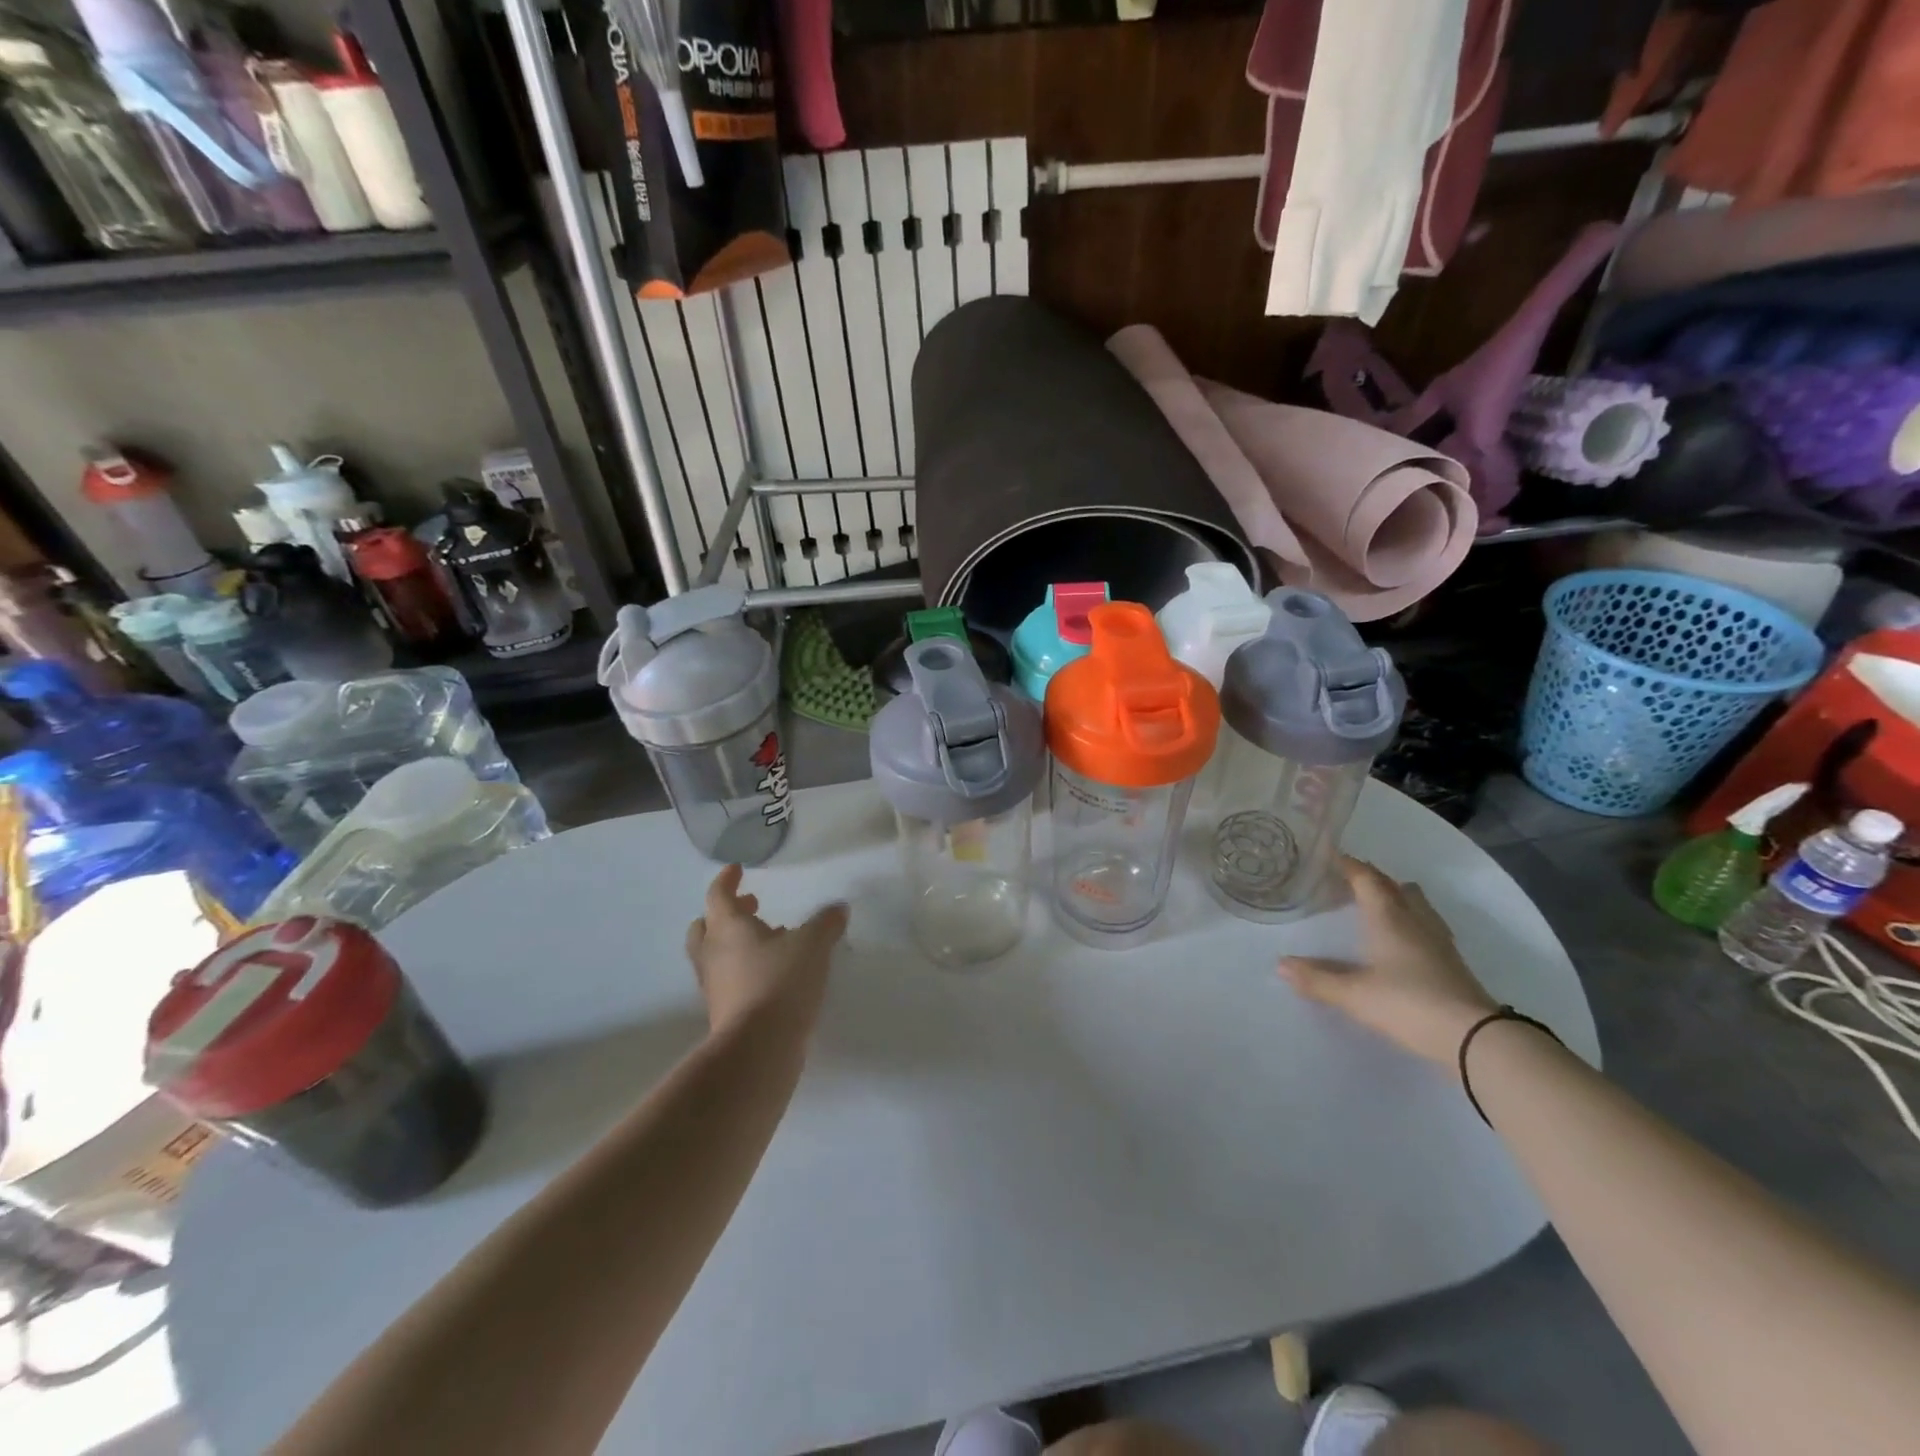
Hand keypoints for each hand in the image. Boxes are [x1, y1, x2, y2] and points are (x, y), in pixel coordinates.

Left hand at [684, 865, 849, 1036]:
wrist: (759, 1048)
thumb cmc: (780, 982)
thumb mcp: (813, 945)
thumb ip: (825, 923)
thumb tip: (838, 908)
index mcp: (727, 927)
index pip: (719, 894)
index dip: (727, 880)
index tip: (737, 869)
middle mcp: (713, 953)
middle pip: (706, 926)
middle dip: (726, 914)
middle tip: (752, 907)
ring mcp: (714, 986)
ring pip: (715, 955)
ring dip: (736, 943)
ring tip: (770, 941)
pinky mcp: (723, 1012)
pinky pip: (728, 980)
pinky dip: (744, 969)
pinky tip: (773, 973)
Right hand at [1278, 856, 1497, 1068]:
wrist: (1476, 1038)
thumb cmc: (1409, 1004)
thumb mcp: (1354, 994)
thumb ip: (1317, 979)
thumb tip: (1281, 964)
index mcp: (1389, 918)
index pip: (1367, 880)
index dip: (1349, 865)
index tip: (1331, 855)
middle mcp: (1415, 922)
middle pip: (1396, 888)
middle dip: (1373, 879)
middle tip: (1351, 881)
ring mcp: (1439, 942)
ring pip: (1418, 905)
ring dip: (1398, 898)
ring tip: (1379, 904)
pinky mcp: (1453, 964)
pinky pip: (1428, 927)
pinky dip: (1412, 922)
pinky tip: (1405, 940)